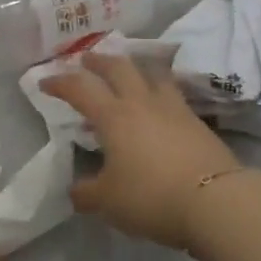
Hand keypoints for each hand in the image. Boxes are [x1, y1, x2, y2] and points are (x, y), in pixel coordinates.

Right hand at [39, 53, 241, 249]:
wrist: (216, 200)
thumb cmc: (151, 197)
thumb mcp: (107, 202)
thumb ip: (85, 193)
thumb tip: (74, 190)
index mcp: (114, 117)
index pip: (80, 89)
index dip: (60, 82)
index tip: (44, 82)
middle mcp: (142, 103)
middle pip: (119, 68)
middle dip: (99, 60)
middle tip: (87, 58)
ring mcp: (174, 109)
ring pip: (152, 74)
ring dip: (135, 67)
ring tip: (128, 71)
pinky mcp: (198, 122)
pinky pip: (172, 95)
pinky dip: (159, 91)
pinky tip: (158, 104)